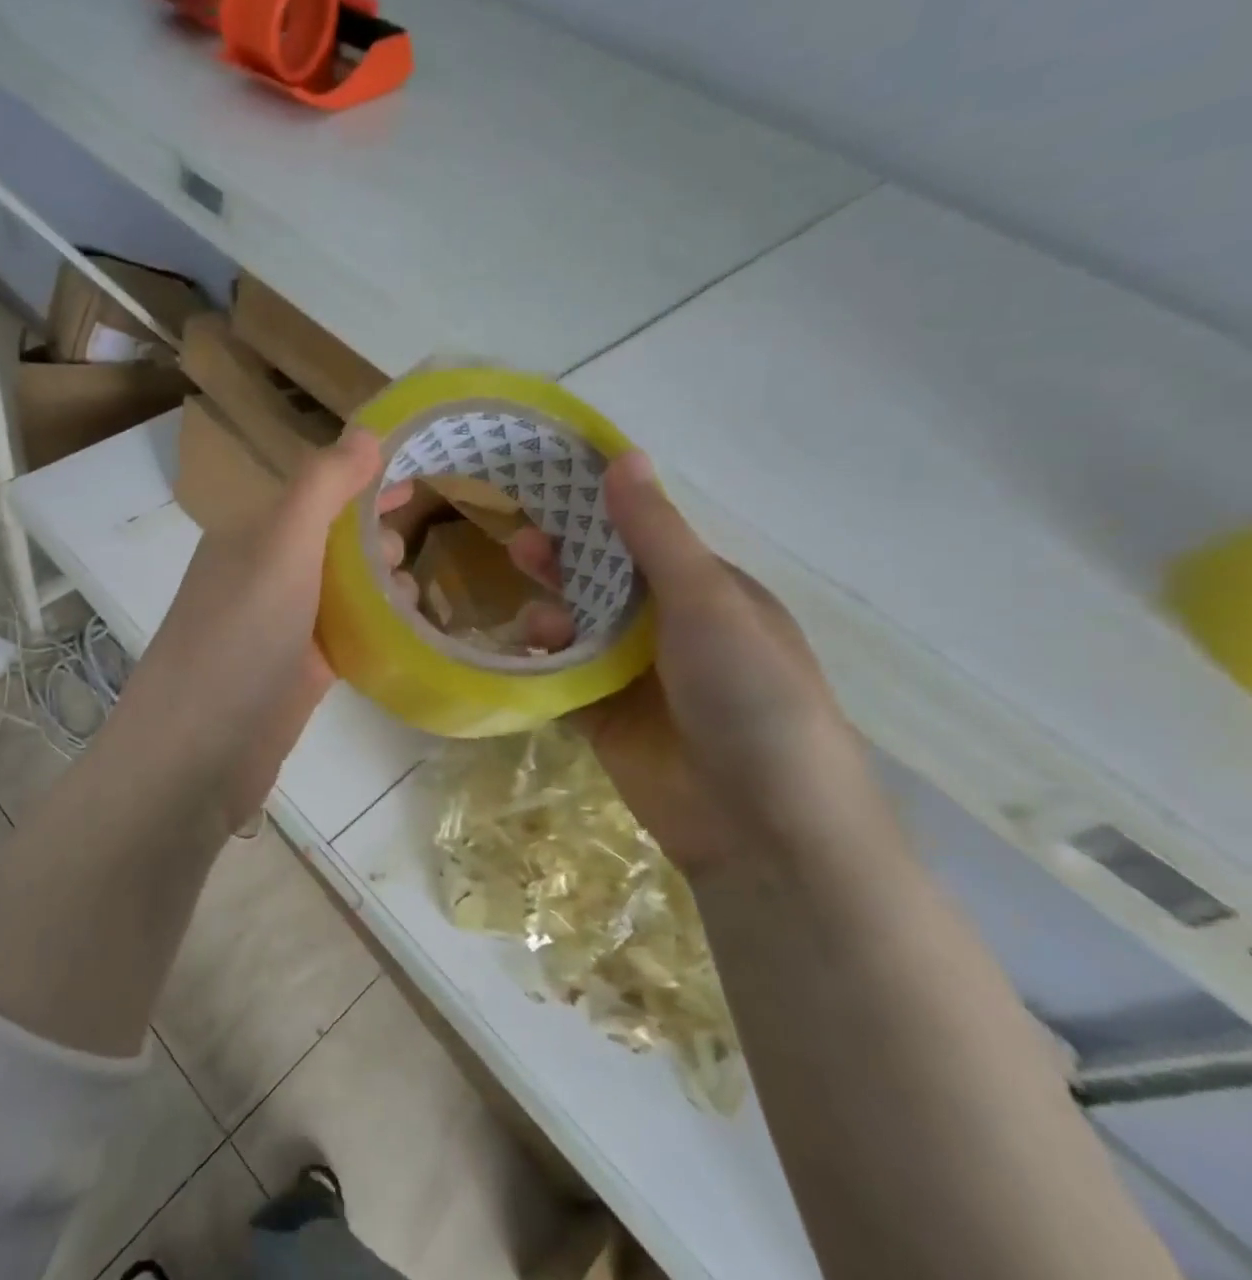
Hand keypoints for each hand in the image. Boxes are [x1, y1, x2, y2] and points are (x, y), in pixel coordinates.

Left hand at [108, 430, 407, 832]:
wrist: (199, 753)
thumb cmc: (240, 638)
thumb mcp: (281, 546)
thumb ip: (322, 485)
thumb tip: (367, 431)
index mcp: (253, 534)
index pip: (318, 490)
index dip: (365, 478)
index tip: (420, 472)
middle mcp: (264, 573)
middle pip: (334, 538)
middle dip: (376, 533)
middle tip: (410, 549)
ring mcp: (281, 625)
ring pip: (344, 587)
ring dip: (381, 581)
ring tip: (410, 593)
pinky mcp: (299, 671)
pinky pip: (347, 632)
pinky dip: (377, 625)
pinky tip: (407, 630)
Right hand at [509, 452, 879, 876]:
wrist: (762, 825)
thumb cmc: (749, 693)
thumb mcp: (706, 601)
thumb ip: (654, 534)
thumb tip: (624, 455)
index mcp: (708, 593)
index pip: (642, 538)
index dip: (596, 513)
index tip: (545, 491)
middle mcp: (671, 629)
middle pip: (602, 581)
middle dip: (563, 562)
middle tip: (519, 547)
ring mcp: (636, 676)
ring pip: (577, 628)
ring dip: (552, 614)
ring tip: (537, 623)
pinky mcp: (605, 718)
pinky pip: (562, 676)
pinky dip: (542, 661)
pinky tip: (532, 654)